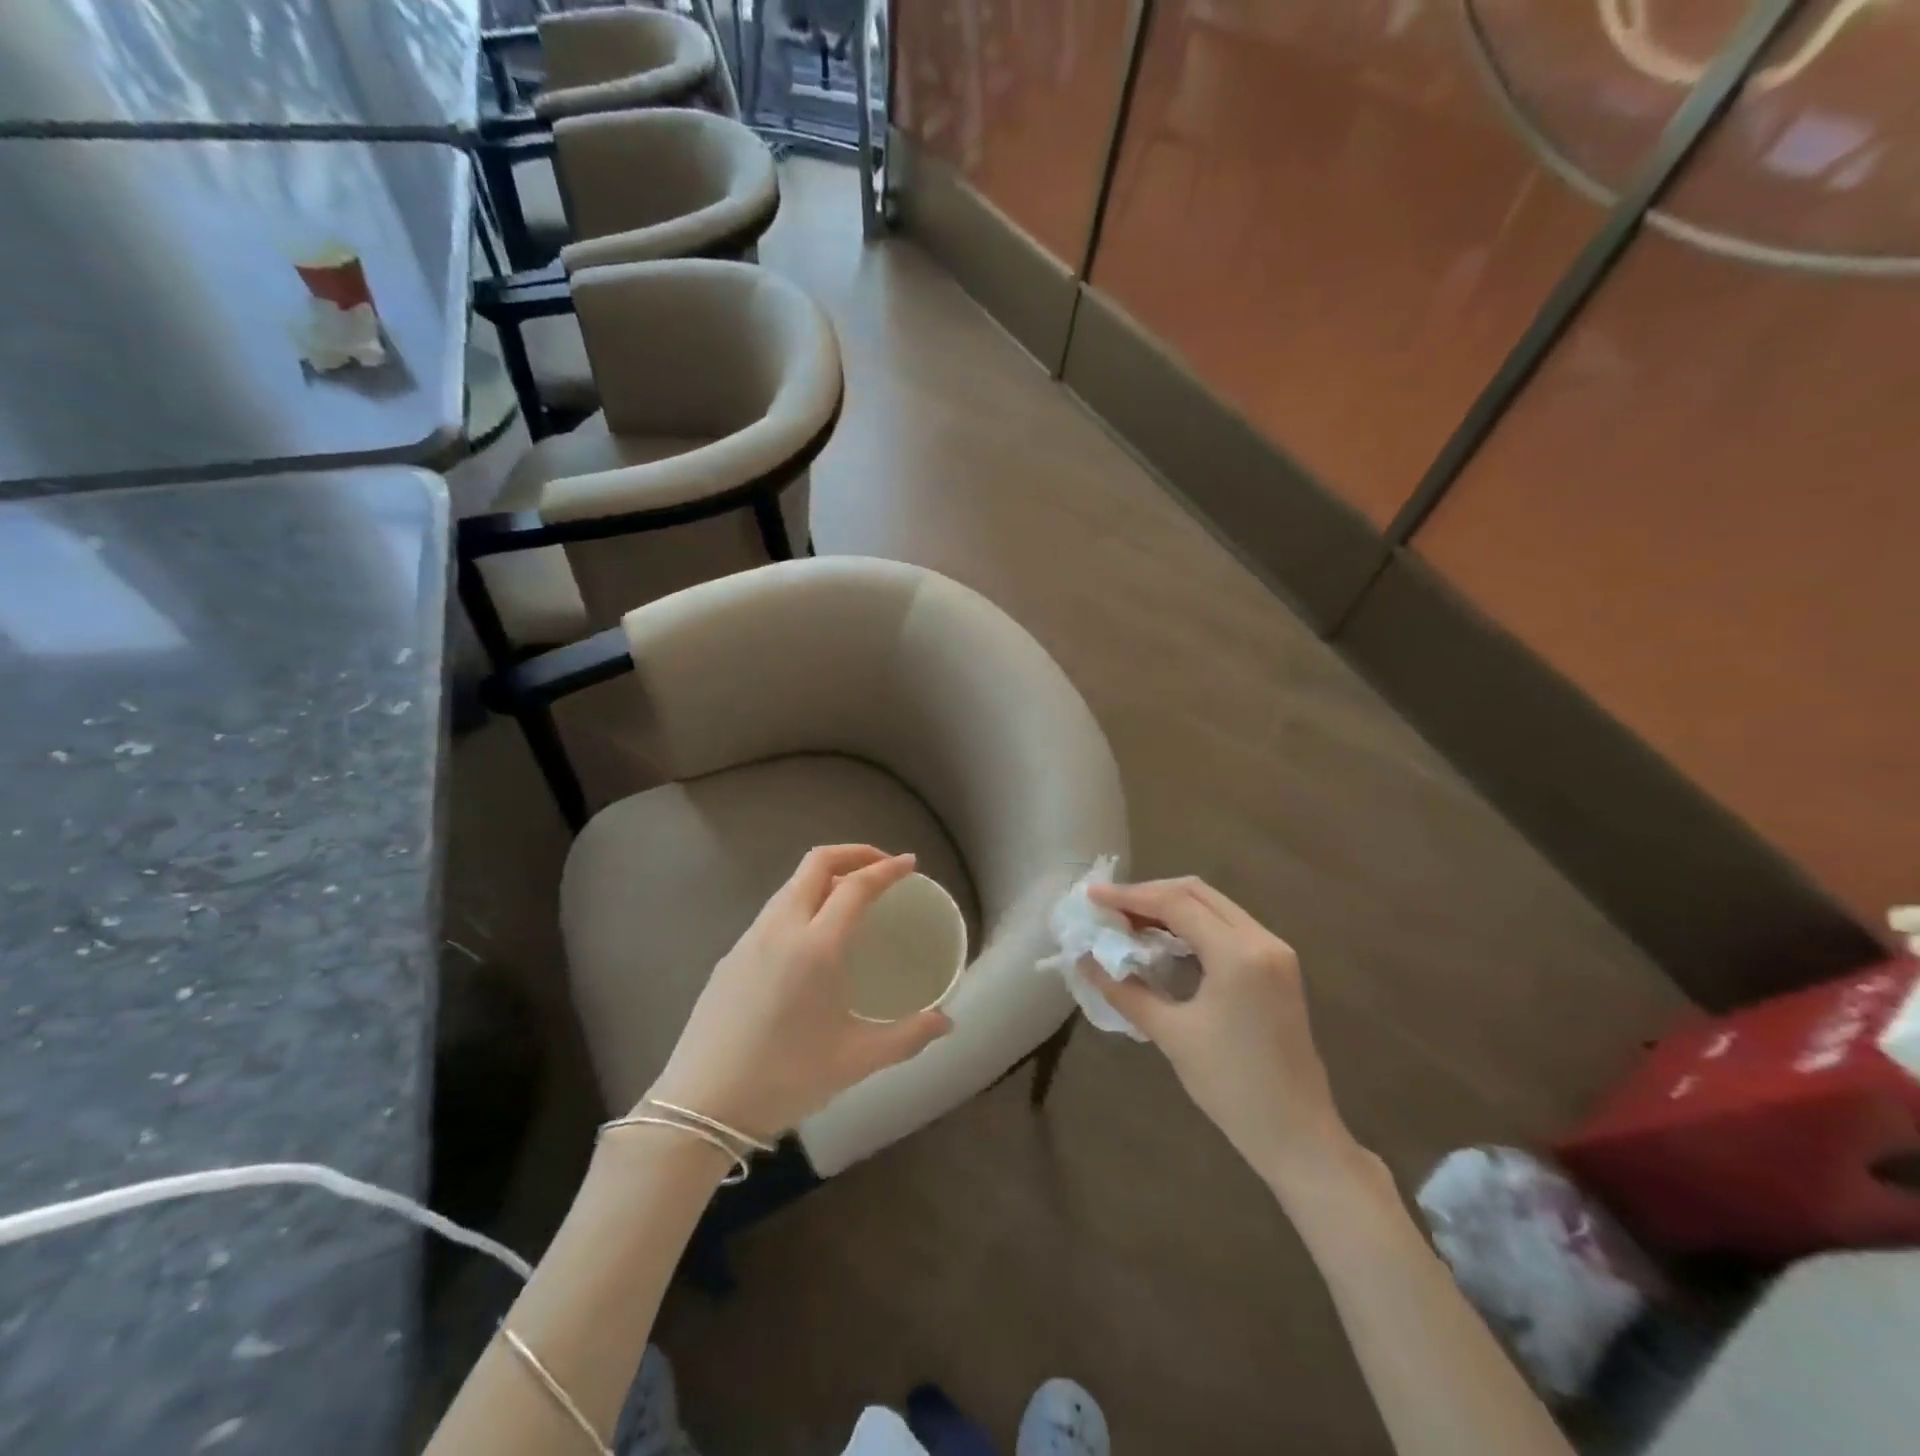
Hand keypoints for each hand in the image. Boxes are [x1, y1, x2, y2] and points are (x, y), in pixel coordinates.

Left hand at [645, 845, 951, 1142]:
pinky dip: (801, 902)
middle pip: (817, 864)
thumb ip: (908, 1037)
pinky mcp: (730, 956)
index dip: (887, 869)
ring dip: (824, 876)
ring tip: (849, 899)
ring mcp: (750, 939)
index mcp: (817, 946)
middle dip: (854, 854)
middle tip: (881, 867)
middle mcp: (781, 928)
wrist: (701, 1106)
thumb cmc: (786, 1078)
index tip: (909, 864)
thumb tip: (946, 1021)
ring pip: (791, 885)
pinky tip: (810, 938)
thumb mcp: (856, 1061)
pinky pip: (773, 911)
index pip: (856, 886)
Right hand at [1085, 877, 1353, 1188]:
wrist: (1297, 1134)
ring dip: (1171, 907)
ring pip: (1214, 906)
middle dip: (1149, 894)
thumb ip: (1124, 991)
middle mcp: (1261, 940)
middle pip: (1197, 893)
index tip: (1091, 896)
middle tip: (1109, 907)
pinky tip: (1165, 940)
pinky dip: (1193, 924)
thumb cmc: (1232, 1086)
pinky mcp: (1277, 967)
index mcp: (1238, 953)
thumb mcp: (1171, 1035)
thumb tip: (1084, 961)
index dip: (1129, 896)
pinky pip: (1228, 926)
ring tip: (1129, 922)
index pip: (1176, 903)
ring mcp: (1274, 952)